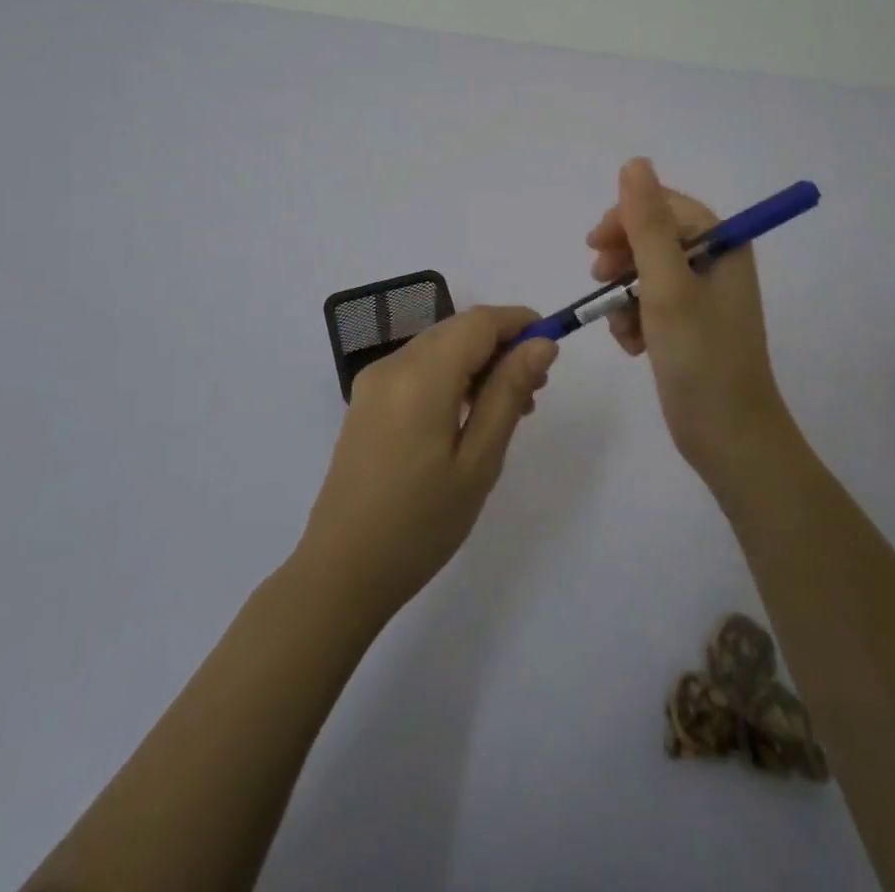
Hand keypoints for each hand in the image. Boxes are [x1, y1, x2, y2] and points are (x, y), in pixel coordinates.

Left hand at [295, 306, 558, 622]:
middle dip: (501, 345)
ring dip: (478, 363)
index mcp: (420, 375)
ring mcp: (374, 383)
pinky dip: (451, 377)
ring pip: (439, 348)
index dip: (519, 322)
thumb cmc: (421, 523)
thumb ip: (509, 392)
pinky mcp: (366, 402)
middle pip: (457, 330)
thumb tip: (541, 344)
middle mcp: (392, 365)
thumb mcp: (479, 460)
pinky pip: (418, 369)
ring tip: (510, 409)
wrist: (342, 572)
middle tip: (535, 390)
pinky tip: (470, 416)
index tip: (552, 347)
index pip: (478, 321)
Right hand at [587, 158, 792, 487]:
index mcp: (723, 246)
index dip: (627, 218)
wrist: (728, 438)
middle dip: (622, 259)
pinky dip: (634, 320)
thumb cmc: (701, 357)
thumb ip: (649, 224)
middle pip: (654, 238)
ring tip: (622, 327)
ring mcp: (703, 298)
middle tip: (599, 281)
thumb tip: (635, 162)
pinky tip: (633, 347)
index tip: (594, 244)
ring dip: (624, 296)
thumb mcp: (668, 286)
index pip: (666, 207)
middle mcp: (716, 265)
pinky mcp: (689, 327)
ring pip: (645, 274)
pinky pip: (650, 305)